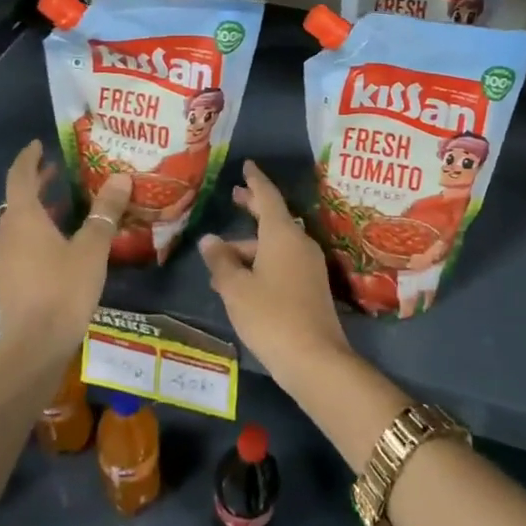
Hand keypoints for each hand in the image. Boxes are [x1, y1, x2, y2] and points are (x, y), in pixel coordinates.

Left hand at [0, 141, 129, 358]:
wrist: (33, 346)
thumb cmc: (63, 289)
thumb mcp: (92, 247)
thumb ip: (105, 211)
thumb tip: (120, 177)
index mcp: (23, 217)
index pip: (20, 175)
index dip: (30, 157)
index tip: (39, 144)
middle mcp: (7, 232)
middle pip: (19, 198)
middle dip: (38, 182)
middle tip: (61, 170)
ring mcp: (5, 258)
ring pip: (21, 222)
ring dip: (40, 209)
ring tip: (67, 202)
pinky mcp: (9, 279)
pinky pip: (22, 243)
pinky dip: (39, 231)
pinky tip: (63, 241)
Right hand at [200, 160, 350, 391]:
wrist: (315, 360)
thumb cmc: (271, 316)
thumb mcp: (236, 289)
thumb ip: (221, 261)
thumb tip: (210, 240)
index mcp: (282, 234)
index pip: (267, 196)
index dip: (255, 181)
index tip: (247, 166)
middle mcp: (299, 242)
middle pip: (274, 217)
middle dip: (253, 207)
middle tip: (235, 196)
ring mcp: (309, 265)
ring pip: (275, 245)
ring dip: (250, 247)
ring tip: (220, 259)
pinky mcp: (312, 287)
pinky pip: (282, 263)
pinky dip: (261, 263)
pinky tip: (240, 282)